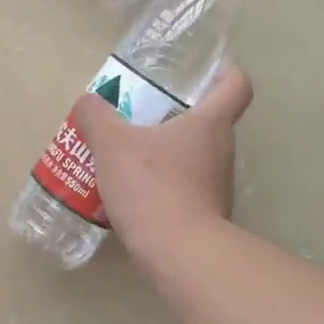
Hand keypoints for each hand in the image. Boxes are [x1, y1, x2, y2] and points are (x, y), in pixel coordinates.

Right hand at [69, 63, 253, 267]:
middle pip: (208, 123)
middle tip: (142, 117)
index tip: (205, 73)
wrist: (177, 251)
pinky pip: (185, 190)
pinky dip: (164, 187)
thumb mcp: (112, 145)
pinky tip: (133, 195)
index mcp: (209, 123)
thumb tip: (87, 102)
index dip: (224, 73)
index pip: (236, 86)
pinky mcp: (205, 215)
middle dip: (177, 117)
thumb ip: (96, 117)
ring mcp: (217, 186)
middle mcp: (222, 151)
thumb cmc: (152, 186)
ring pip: (194, 158)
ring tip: (129, 158)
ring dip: (167, 155)